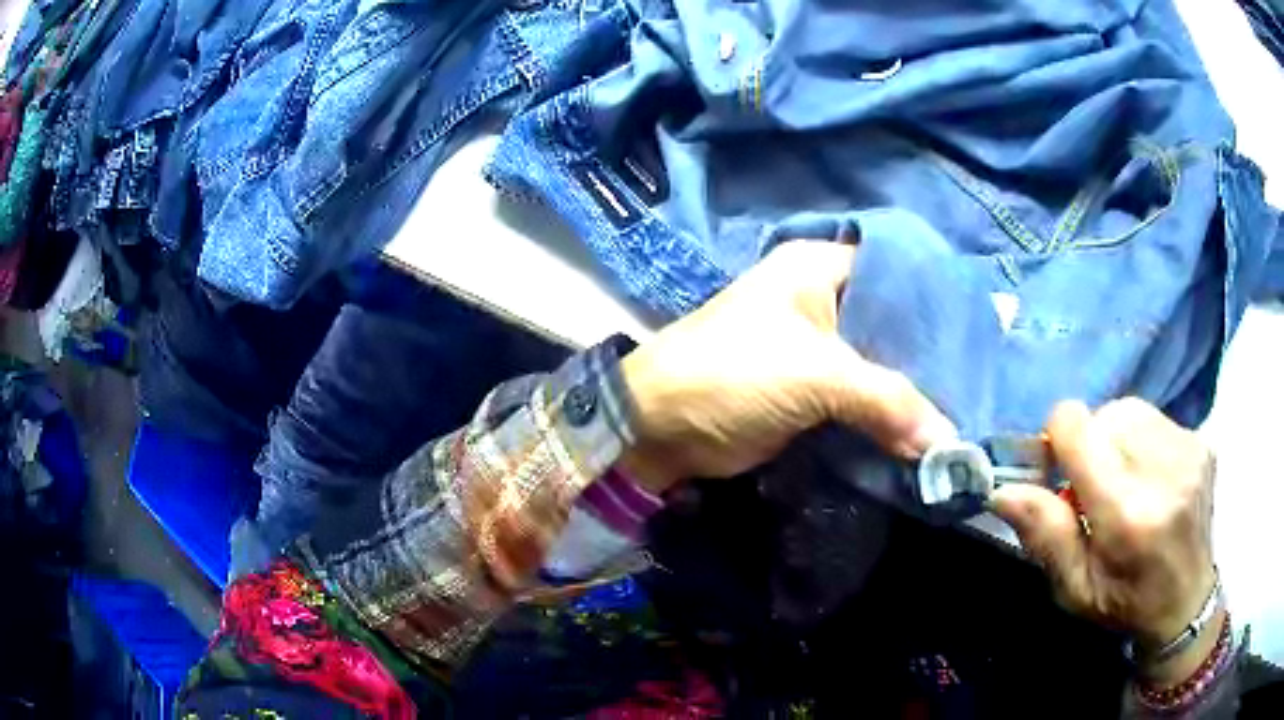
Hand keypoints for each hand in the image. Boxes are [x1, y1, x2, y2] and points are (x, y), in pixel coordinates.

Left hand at [618, 240, 955, 492]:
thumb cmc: (730, 375)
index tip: (985, 338)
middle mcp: (822, 299)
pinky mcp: (809, 392)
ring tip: (967, 413)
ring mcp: (816, 348)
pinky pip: (862, 400)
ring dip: (913, 394)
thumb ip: (889, 402)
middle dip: (932, 359)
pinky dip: (888, 418)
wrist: (658, 430)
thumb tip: (951, 445)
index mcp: (820, 268)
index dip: (940, 304)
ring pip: (881, 366)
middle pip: (893, 325)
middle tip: (981, 385)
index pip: (898, 274)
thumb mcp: (815, 377)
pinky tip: (926, 435)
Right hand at [991, 399, 1219, 685]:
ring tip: (1122, 480)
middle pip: (1105, 415)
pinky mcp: (1202, 441)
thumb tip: (1004, 489)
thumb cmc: (1125, 603)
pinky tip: (1148, 476)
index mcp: (1128, 515)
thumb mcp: (1074, 589)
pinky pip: (1156, 418)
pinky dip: (1141, 440)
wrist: (1187, 601)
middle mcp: (1164, 470)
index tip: (1057, 472)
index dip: (1057, 439)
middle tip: (1093, 488)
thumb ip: (1044, 535)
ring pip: (1131, 410)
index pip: (1078, 426)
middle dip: (1090, 444)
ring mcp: (1189, 450)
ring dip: (1115, 439)